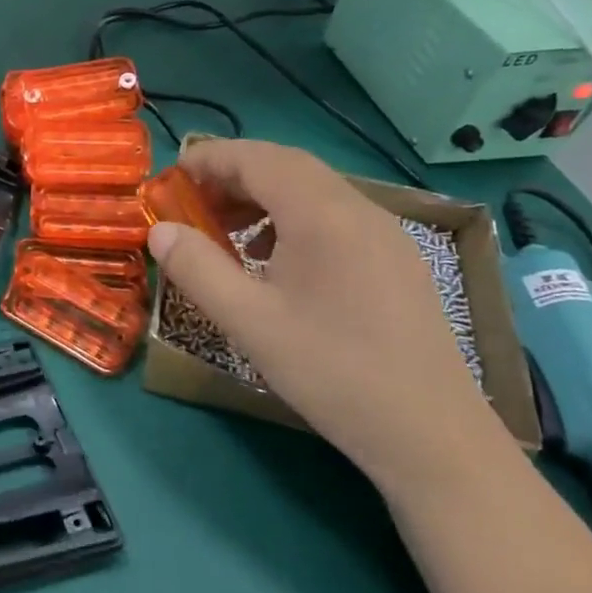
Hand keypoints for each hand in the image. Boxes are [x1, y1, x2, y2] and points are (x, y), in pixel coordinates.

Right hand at [146, 139, 507, 484]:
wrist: (431, 434)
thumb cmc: (331, 371)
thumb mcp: (249, 322)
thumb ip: (197, 269)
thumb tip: (160, 230)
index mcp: (323, 215)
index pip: (258, 158)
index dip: (210, 159)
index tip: (170, 177)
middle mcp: (360, 210)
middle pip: (287, 167)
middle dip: (232, 176)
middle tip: (190, 204)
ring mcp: (386, 235)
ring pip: (313, 191)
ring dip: (262, 198)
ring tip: (225, 232)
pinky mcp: (397, 261)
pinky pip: (335, 218)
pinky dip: (291, 220)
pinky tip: (273, 262)